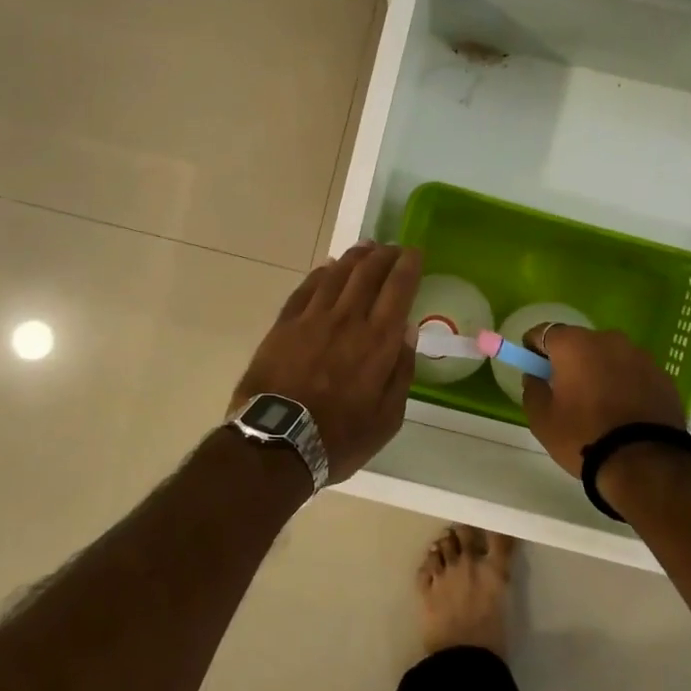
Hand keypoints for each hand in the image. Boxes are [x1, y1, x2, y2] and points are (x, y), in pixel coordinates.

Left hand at [232, 243, 421, 482]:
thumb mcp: (387, 418)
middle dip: (384, 255)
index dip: (408, 266)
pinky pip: (306, 289)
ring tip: (366, 247)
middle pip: (368, 274)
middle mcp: (347, 320)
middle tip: (392, 248)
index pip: (398, 289)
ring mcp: (312, 319)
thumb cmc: (339, 438)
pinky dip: (320, 273)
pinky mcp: (284, 325)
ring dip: (354, 257)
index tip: (414, 252)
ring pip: (337, 274)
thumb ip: (401, 371)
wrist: (276, 443)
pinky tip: (328, 267)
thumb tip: (408, 330)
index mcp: (378, 341)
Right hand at [520, 325, 685, 477]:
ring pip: (609, 357)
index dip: (533, 349)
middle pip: (579, 342)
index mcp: (574, 344)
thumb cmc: (584, 436)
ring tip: (599, 406)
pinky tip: (624, 413)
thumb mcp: (542, 419)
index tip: (534, 370)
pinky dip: (625, 385)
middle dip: (569, 361)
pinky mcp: (663, 376)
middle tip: (565, 392)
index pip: (544, 333)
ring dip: (600, 371)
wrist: (646, 463)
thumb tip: (535, 377)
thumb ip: (532, 389)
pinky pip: (634, 374)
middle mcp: (609, 340)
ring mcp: (640, 356)